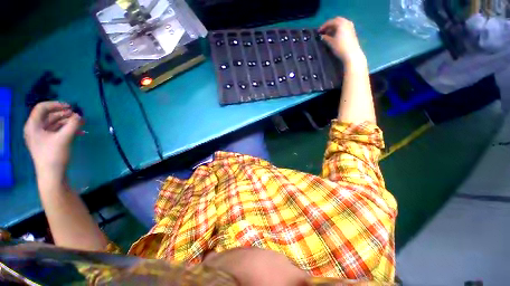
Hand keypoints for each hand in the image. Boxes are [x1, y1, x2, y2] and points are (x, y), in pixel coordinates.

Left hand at [24, 101, 81, 182]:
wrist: (52, 175)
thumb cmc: (54, 155)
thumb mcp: (64, 138)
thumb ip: (73, 124)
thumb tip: (79, 115)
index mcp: (33, 126)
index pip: (42, 108)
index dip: (56, 105)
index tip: (70, 107)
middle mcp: (36, 129)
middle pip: (50, 115)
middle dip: (65, 114)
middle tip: (78, 116)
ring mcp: (42, 137)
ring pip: (55, 124)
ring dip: (69, 122)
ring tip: (82, 123)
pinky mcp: (48, 143)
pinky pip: (58, 132)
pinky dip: (68, 130)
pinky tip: (80, 132)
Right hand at [319, 17, 365, 64]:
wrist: (351, 54)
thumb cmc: (340, 47)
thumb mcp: (330, 42)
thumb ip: (325, 38)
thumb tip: (321, 36)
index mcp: (341, 23)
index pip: (330, 22)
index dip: (323, 26)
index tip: (318, 32)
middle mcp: (346, 22)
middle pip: (336, 21)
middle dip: (329, 26)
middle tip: (323, 32)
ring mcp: (350, 26)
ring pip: (340, 24)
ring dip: (334, 27)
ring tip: (328, 34)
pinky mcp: (352, 31)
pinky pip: (343, 27)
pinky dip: (338, 29)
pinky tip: (334, 35)